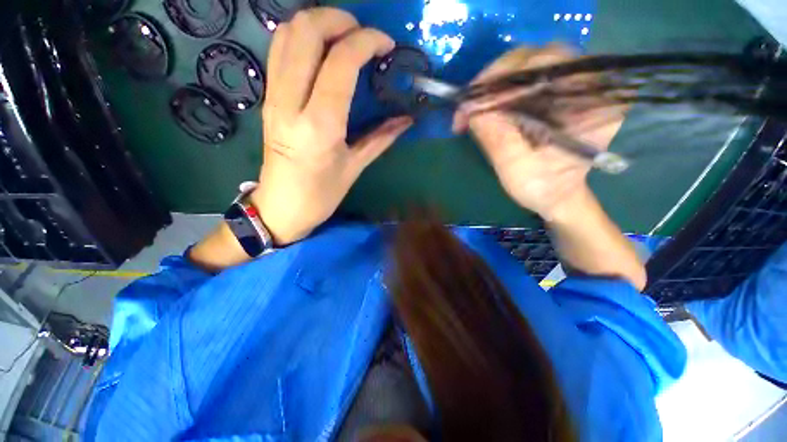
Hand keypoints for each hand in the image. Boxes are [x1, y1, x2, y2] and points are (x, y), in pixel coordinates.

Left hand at [250, 8, 411, 244]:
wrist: (281, 206)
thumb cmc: (321, 195)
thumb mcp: (354, 168)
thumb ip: (381, 138)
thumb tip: (407, 120)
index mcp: (320, 126)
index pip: (340, 62)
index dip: (367, 42)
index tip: (386, 46)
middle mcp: (291, 103)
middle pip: (307, 32)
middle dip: (340, 20)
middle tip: (364, 35)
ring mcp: (274, 97)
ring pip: (288, 34)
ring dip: (319, 23)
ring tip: (345, 38)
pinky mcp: (267, 98)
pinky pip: (279, 51)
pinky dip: (302, 38)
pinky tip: (322, 52)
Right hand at [453, 45, 623, 221]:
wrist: (557, 196)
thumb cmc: (543, 188)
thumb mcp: (517, 169)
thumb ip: (496, 137)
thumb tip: (470, 107)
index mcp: (594, 102)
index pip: (546, 65)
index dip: (501, 80)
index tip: (469, 106)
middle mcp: (590, 83)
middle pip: (536, 58)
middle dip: (494, 80)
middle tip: (468, 106)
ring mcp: (574, 85)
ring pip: (528, 65)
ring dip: (494, 84)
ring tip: (474, 108)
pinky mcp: (558, 92)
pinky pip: (525, 78)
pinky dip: (500, 90)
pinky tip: (486, 108)